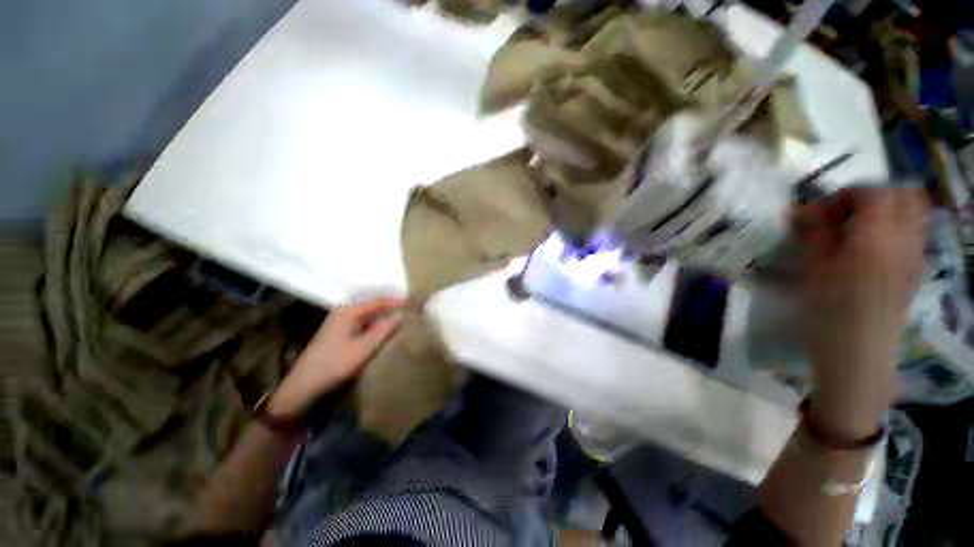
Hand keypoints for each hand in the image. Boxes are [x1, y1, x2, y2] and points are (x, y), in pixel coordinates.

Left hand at [267, 296, 404, 419]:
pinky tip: (386, 329)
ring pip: (369, 314)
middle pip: (373, 305)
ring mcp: (340, 322)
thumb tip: (401, 314)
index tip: (415, 303)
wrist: (303, 386)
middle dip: (392, 307)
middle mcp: (344, 312)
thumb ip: (384, 329)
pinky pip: (364, 323)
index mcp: (348, 311)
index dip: (397, 301)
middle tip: (411, 310)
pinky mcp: (340, 332)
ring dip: (384, 316)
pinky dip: (376, 324)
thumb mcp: (363, 348)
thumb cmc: (334, 365)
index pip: (378, 301)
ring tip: (403, 318)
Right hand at [793, 187, 928, 439]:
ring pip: (915, 211)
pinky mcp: (916, 268)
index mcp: (877, 238)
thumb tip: (802, 208)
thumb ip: (813, 232)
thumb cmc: (828, 310)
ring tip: (860, 227)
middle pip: (904, 194)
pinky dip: (895, 226)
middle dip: (874, 195)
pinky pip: (914, 231)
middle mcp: (904, 240)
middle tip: (846, 213)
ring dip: (888, 209)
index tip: (823, 212)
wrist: (858, 352)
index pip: (874, 192)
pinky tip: (871, 246)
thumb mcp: (812, 268)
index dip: (846, 193)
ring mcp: (915, 254)